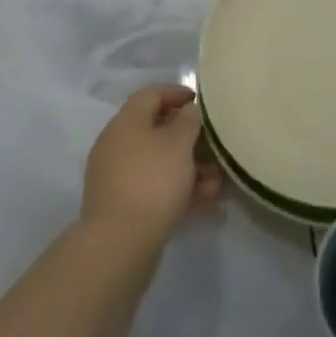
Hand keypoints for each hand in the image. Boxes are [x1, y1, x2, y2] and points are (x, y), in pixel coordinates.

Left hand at [81, 85, 222, 242]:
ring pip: (159, 161)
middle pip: (156, 129)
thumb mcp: (179, 143)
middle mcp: (117, 144)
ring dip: (190, 165)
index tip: (202, 102)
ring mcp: (118, 176)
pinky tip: (206, 198)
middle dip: (189, 136)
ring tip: (218, 178)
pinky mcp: (123, 205)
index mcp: (126, 122)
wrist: (119, 244)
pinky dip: (179, 187)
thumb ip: (189, 120)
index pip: (151, 94)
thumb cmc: (152, 180)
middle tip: (214, 142)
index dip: (177, 92)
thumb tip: (189, 110)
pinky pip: (155, 186)